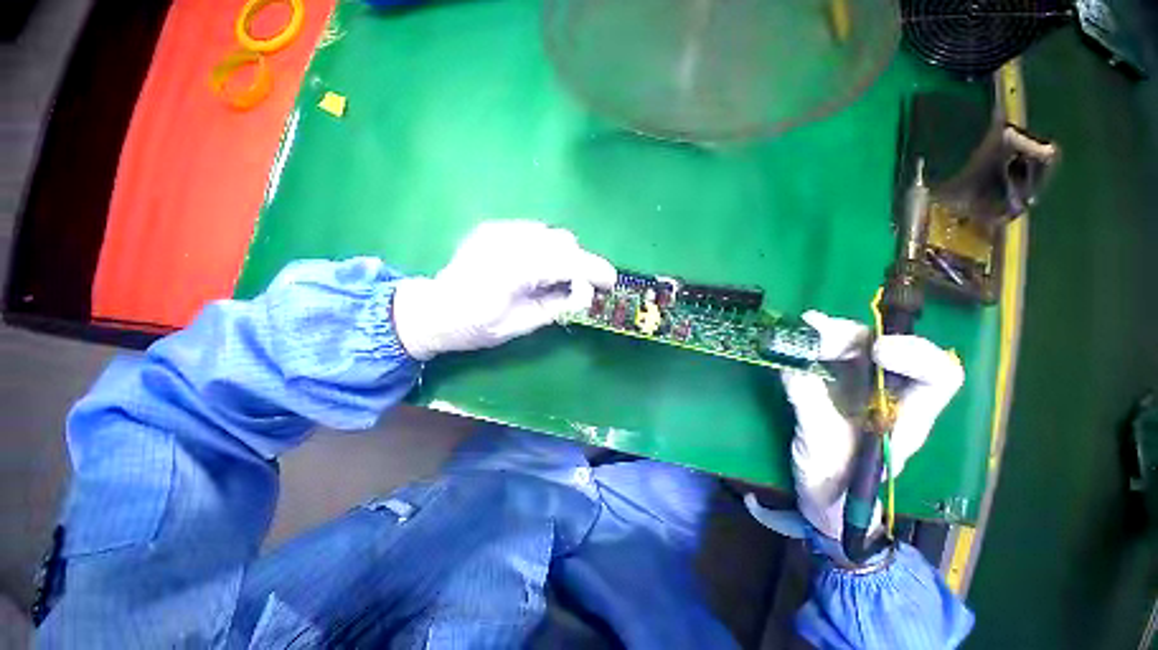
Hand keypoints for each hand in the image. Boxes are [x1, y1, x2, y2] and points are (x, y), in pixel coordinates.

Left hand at [393, 221, 615, 359]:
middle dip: (579, 263)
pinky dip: (545, 247)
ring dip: (563, 255)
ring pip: (550, 233)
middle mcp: (505, 241)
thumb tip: (585, 291)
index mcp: (511, 271)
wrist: (435, 310)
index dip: (593, 269)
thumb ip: (557, 305)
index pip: (565, 262)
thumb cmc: (477, 327)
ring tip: (554, 278)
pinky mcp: (494, 227)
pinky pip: (534, 231)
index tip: (611, 281)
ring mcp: (498, 230)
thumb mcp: (521, 326)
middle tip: (579, 287)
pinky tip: (536, 266)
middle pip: (562, 241)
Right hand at [785, 310, 963, 540]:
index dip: (915, 355)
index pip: (937, 376)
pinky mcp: (833, 386)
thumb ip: (810, 408)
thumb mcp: (822, 451)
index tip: (875, 352)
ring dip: (830, 334)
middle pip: (887, 349)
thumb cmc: (834, 486)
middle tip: (816, 331)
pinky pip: (829, 356)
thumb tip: (791, 367)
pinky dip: (813, 341)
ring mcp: (860, 389)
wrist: (822, 498)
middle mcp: (889, 396)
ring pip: (857, 346)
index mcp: (906, 419)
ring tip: (803, 328)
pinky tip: (797, 335)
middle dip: (854, 336)